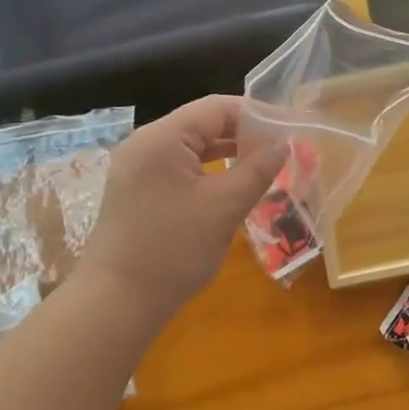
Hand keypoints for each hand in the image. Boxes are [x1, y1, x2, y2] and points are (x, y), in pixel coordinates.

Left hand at [75, 96, 285, 321]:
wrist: (117, 301)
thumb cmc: (173, 250)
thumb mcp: (223, 207)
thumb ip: (256, 170)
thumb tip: (283, 145)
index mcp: (162, 137)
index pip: (217, 108)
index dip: (258, 115)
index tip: (291, 129)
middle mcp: (145, 143)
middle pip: (203, 124)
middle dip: (245, 134)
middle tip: (284, 149)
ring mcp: (137, 167)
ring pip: (191, 147)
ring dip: (228, 153)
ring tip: (265, 165)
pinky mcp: (137, 190)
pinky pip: (179, 168)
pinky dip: (208, 171)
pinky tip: (232, 183)